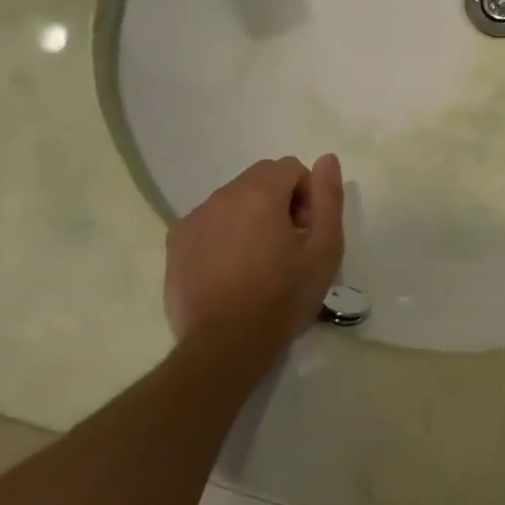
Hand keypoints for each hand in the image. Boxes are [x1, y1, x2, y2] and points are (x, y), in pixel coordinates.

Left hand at [164, 154, 343, 363]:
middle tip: (289, 246)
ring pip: (232, 202)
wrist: (225, 346)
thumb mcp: (325, 248)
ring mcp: (192, 221)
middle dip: (280, 202)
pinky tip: (233, 272)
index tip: (308, 231)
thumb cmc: (283, 296)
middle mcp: (221, 197)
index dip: (307, 195)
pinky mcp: (175, 245)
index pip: (289, 168)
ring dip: (251, 218)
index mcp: (258, 193)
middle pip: (259, 181)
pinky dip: (225, 235)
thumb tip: (326, 159)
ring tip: (261, 262)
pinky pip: (209, 224)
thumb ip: (328, 197)